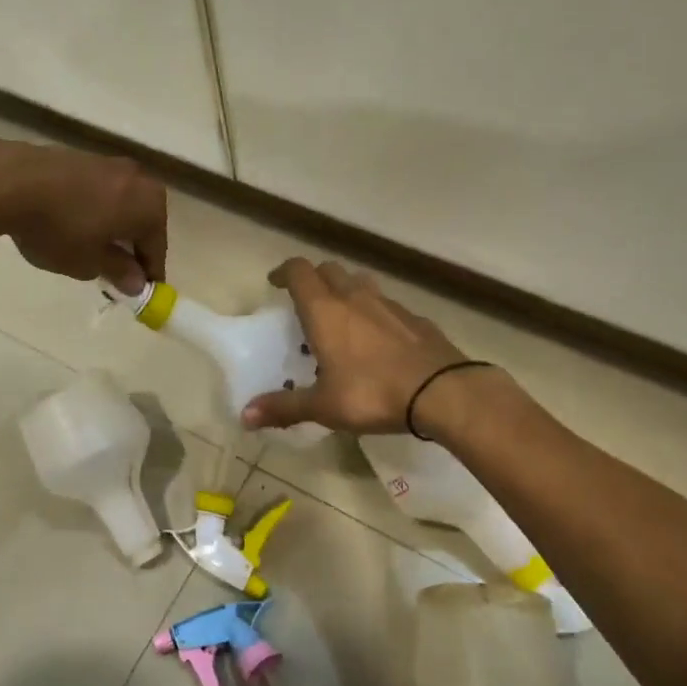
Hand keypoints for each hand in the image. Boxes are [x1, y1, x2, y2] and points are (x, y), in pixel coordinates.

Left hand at [0, 138, 167, 291]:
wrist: (9, 181)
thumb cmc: (59, 229)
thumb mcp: (89, 262)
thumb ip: (118, 271)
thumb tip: (137, 282)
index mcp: (150, 206)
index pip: (157, 248)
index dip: (149, 274)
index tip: (141, 293)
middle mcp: (138, 179)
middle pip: (143, 221)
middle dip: (132, 247)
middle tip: (117, 272)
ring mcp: (109, 164)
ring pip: (121, 204)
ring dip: (113, 227)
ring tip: (92, 248)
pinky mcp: (81, 157)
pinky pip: (99, 192)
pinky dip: (95, 210)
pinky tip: (73, 224)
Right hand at [242, 258, 469, 433]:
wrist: (442, 391)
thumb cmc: (372, 393)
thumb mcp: (324, 406)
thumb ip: (284, 408)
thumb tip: (245, 415)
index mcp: (326, 310)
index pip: (299, 271)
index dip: (284, 272)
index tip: (274, 283)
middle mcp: (355, 297)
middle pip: (329, 270)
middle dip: (313, 279)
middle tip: (305, 302)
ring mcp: (390, 305)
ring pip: (360, 283)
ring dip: (345, 290)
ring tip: (340, 316)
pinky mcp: (416, 318)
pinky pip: (387, 305)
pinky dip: (374, 312)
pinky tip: (377, 339)